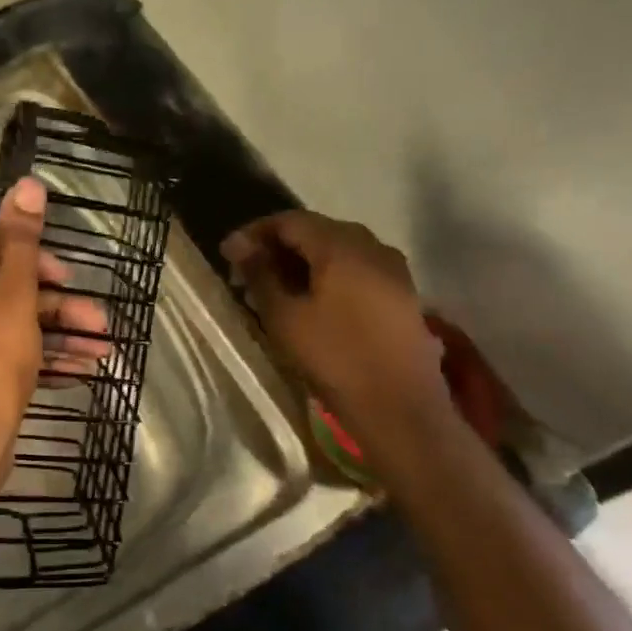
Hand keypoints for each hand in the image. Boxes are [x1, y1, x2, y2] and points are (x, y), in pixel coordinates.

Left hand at [0, 177, 108, 491]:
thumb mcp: (13, 297)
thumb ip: (23, 241)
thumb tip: (27, 183)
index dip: (31, 252)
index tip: (65, 277)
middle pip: (2, 279)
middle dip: (56, 299)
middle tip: (97, 318)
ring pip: (6, 317)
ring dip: (56, 329)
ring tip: (103, 348)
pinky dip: (36, 353)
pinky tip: (80, 368)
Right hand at [221, 210, 449, 442]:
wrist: (401, 409)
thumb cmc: (335, 358)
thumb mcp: (285, 317)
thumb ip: (260, 274)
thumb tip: (239, 245)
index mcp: (343, 246)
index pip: (290, 220)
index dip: (255, 233)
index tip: (228, 256)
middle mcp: (373, 246)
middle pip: (317, 231)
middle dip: (278, 247)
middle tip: (247, 274)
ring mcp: (394, 270)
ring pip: (339, 251)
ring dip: (303, 263)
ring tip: (275, 290)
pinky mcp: (402, 295)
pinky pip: (357, 270)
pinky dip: (328, 276)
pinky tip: (311, 302)